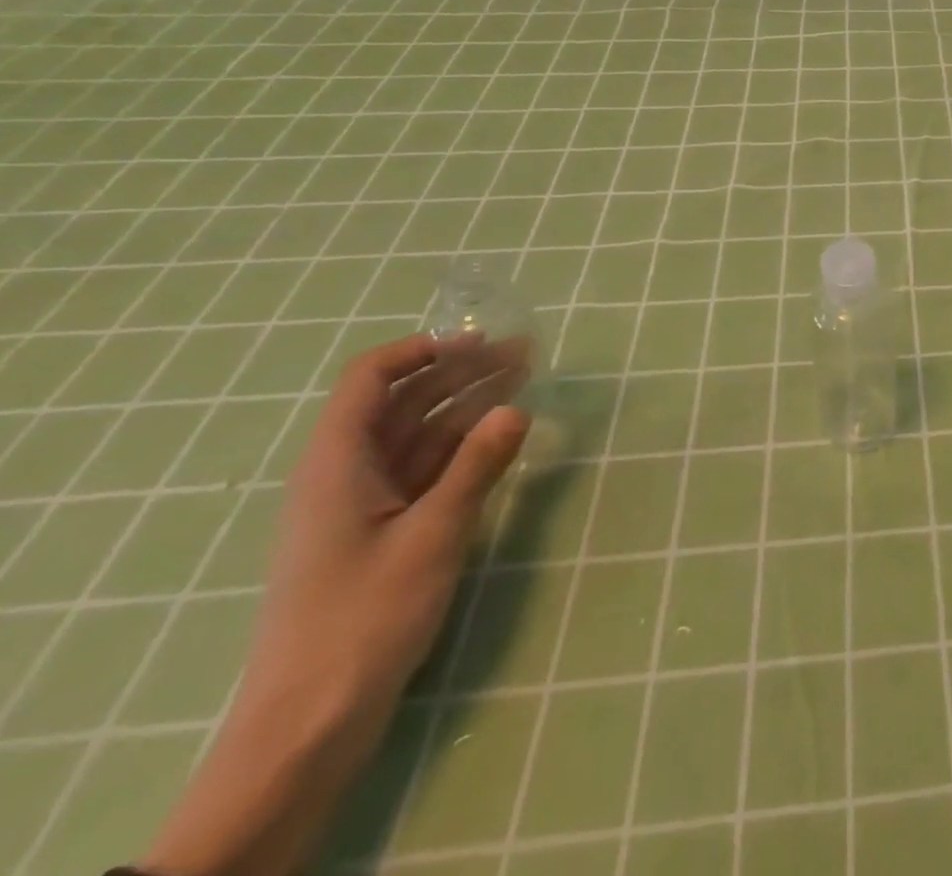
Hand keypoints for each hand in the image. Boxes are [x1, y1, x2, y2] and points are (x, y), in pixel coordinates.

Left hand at [145, 334, 529, 875]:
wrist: (310, 725)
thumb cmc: (363, 619)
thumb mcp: (431, 535)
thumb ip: (476, 466)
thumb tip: (516, 408)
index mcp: (337, 463)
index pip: (370, 379)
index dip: (421, 351)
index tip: (478, 342)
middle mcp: (346, 474)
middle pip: (403, 402)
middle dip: (462, 372)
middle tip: (526, 355)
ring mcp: (364, 505)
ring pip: (419, 435)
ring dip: (469, 405)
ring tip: (525, 382)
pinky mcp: (382, 534)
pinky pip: (425, 470)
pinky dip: (464, 447)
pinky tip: (501, 438)